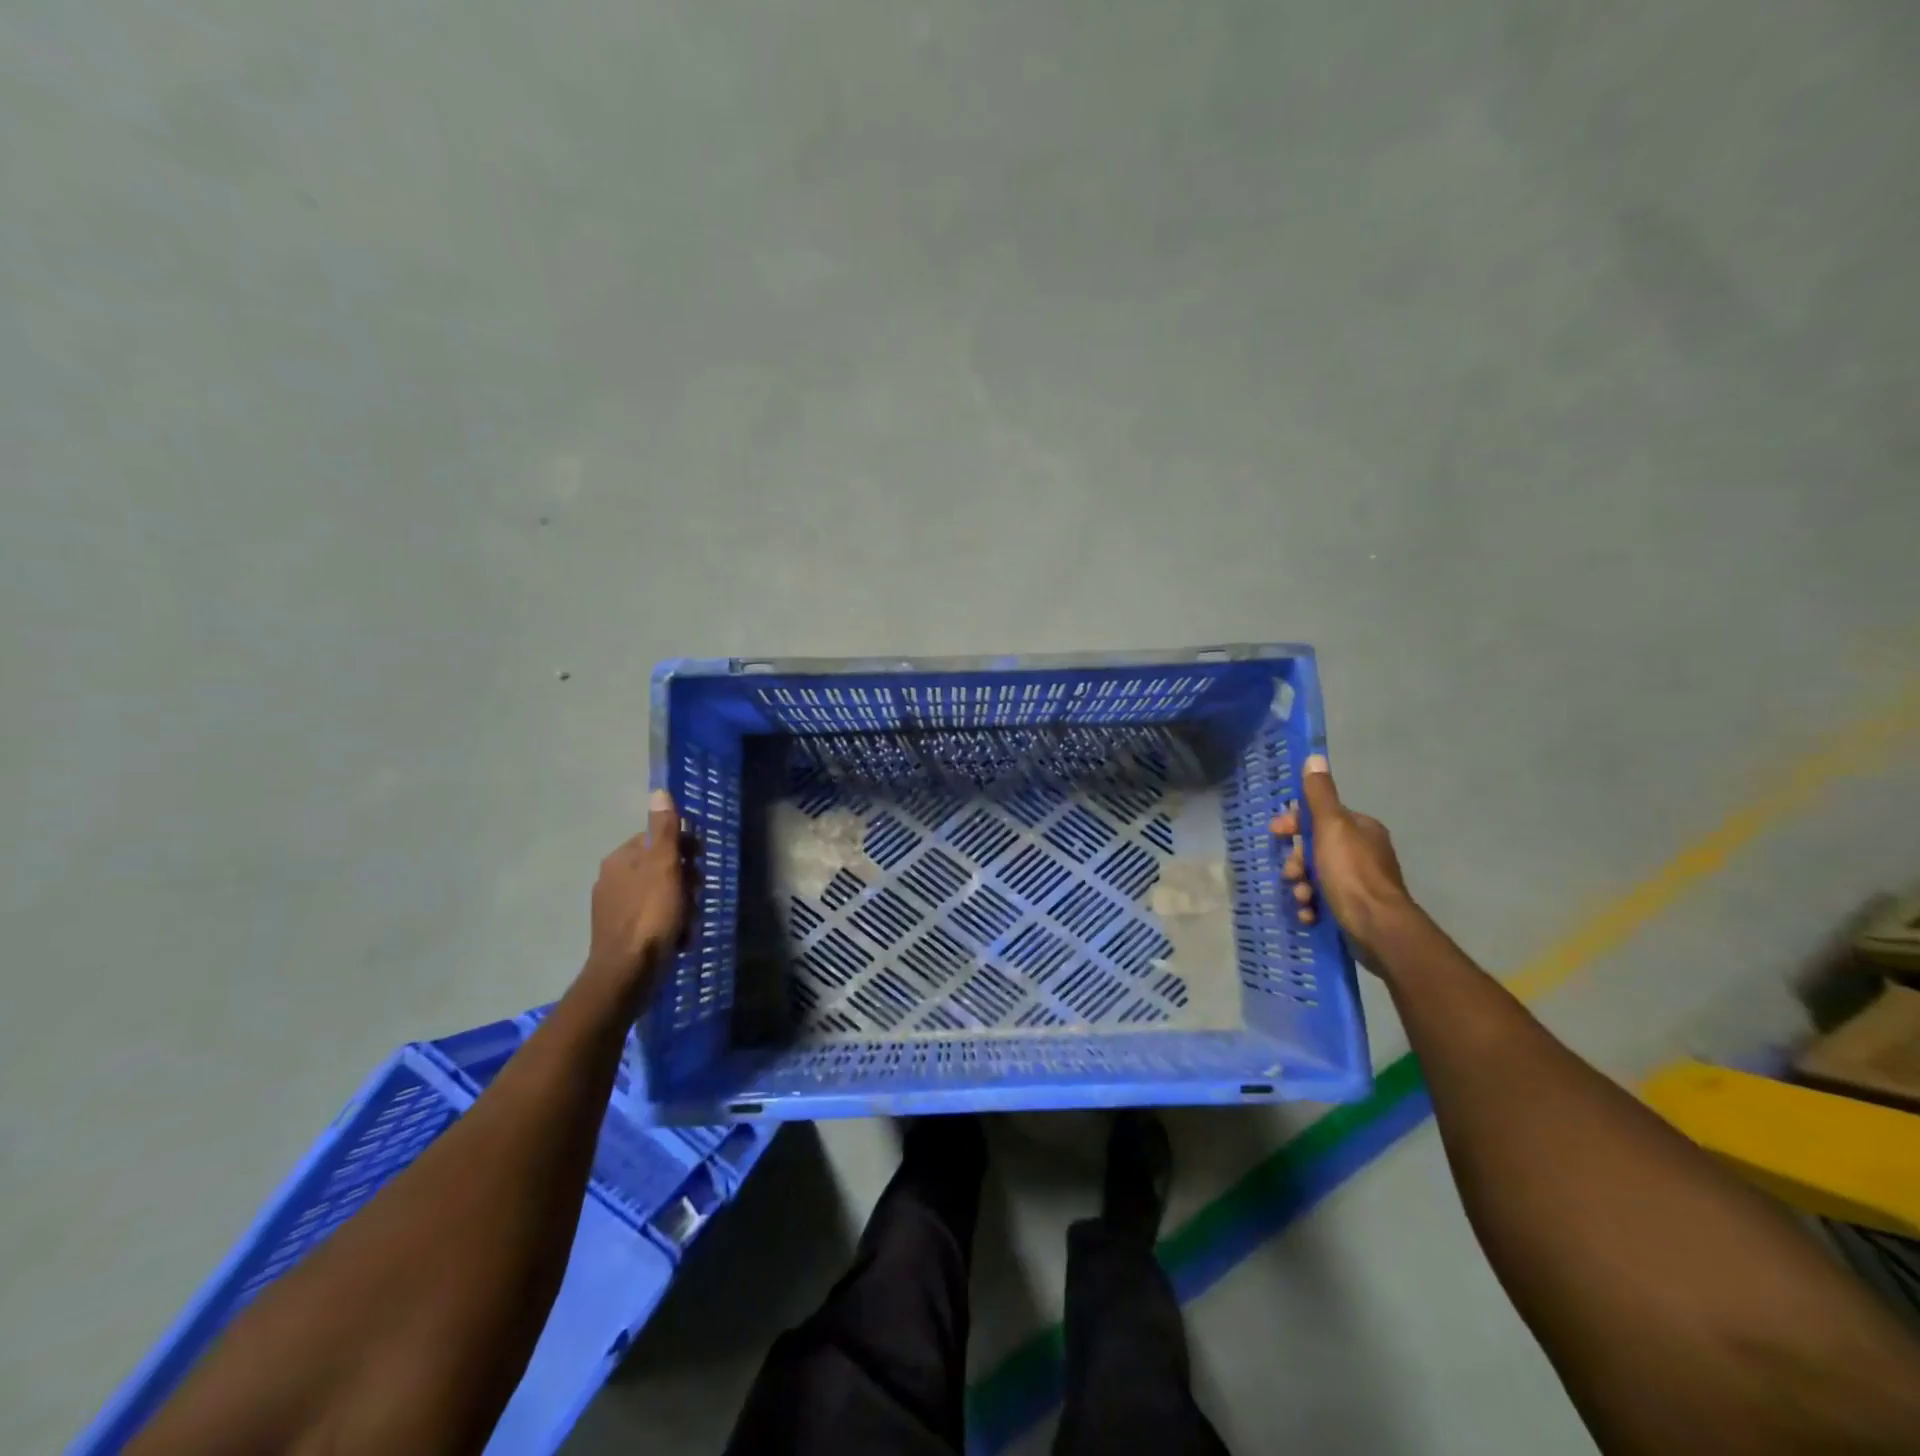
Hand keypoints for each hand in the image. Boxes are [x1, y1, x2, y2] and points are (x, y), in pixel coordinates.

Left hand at [589, 790, 693, 983]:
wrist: (628, 973)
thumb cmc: (651, 914)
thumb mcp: (664, 866)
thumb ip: (664, 830)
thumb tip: (659, 791)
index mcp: (620, 859)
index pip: (657, 839)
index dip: (683, 848)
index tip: (700, 863)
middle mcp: (612, 879)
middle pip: (660, 867)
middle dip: (685, 880)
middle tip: (696, 896)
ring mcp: (614, 908)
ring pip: (660, 894)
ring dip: (681, 904)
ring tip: (690, 922)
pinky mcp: (620, 934)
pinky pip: (652, 918)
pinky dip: (669, 924)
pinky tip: (679, 938)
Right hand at [1270, 755, 1410, 963]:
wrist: (1377, 927)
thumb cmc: (1352, 872)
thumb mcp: (1331, 827)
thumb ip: (1320, 795)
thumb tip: (1314, 757)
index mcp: (1360, 829)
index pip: (1319, 815)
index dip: (1294, 822)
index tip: (1275, 833)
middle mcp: (1363, 852)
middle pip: (1314, 847)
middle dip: (1296, 860)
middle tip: (1291, 873)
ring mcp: (1359, 882)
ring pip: (1315, 875)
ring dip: (1301, 885)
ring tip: (1302, 897)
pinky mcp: (1354, 908)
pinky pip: (1323, 900)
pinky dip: (1312, 905)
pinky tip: (1308, 913)